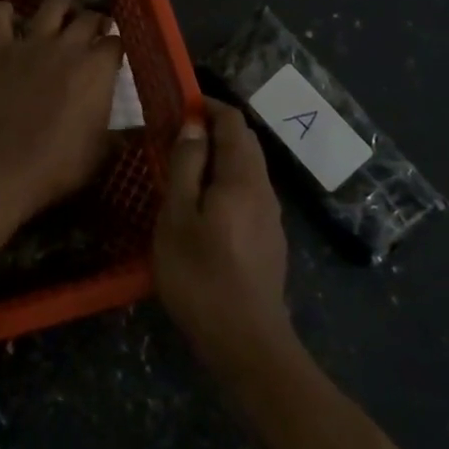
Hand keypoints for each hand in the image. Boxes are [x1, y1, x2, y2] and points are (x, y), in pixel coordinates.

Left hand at [0, 0, 123, 220]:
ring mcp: (31, 44)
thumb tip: (125, 133)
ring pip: (51, 6)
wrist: (2, 168)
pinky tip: (10, 21)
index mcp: (97, 68)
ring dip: (60, 8)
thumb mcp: (100, 153)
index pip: (115, 43)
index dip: (116, 48)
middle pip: (88, 17)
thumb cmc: (58, 165)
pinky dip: (5, 14)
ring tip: (62, 18)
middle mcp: (67, 46)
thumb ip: (114, 135)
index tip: (114, 56)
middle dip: (95, 21)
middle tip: (94, 32)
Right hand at [155, 99, 293, 374]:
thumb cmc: (201, 275)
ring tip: (185, 169)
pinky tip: (205, 207)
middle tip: (177, 134)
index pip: (233, 122)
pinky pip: (248, 194)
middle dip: (214, 129)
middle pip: (245, 143)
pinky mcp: (270, 242)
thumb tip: (194, 125)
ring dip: (220, 158)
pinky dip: (226, 182)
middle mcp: (264, 190)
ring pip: (247, 170)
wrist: (247, 345)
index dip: (208, 106)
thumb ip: (186, 166)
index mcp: (243, 177)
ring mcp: (271, 218)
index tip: (179, 104)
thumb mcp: (178, 217)